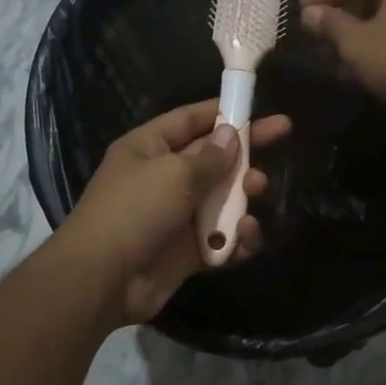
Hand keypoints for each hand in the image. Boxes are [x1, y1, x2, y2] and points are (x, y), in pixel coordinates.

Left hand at [59, 100, 290, 328]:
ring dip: (244, 193)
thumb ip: (209, 157)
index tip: (258, 105)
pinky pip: (222, 238)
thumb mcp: (174, 174)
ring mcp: (178, 215)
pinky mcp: (188, 251)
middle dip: (245, 150)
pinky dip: (237, 238)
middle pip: (214, 157)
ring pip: (223, 198)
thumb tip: (230, 136)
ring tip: (257, 189)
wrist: (102, 279)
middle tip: (283, 136)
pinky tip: (246, 235)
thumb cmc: (134, 210)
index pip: (191, 119)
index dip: (223, 110)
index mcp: (150, 147)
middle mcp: (164, 177)